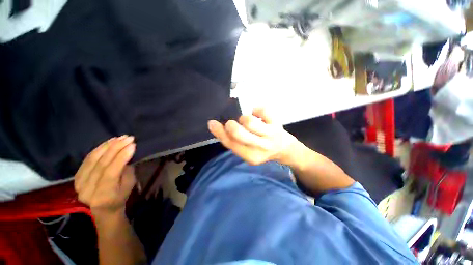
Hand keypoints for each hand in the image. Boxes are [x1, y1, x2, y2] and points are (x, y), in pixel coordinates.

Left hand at [74, 135, 136, 215]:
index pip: (110, 172)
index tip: (133, 145)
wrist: (103, 209)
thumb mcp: (129, 185)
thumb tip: (126, 153)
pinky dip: (99, 148)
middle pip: (101, 164)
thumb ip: (126, 170)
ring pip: (93, 159)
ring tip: (120, 137)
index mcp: (102, 195)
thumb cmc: (120, 197)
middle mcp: (87, 189)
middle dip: (116, 148)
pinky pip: (88, 158)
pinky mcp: (76, 176)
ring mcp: (79, 182)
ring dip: (108, 146)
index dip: (121, 157)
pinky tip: (109, 142)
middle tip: (128, 138)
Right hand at [208, 108, 301, 165]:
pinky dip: (256, 109)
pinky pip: (262, 110)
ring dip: (244, 118)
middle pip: (238, 132)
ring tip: (246, 121)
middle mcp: (260, 147)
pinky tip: (257, 114)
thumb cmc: (262, 150)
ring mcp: (270, 134)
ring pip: (249, 121)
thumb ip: (234, 142)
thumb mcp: (247, 152)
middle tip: (232, 123)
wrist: (284, 149)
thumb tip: (217, 127)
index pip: (231, 144)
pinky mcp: (277, 123)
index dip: (219, 132)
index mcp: (250, 156)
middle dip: (231, 125)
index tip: (212, 123)